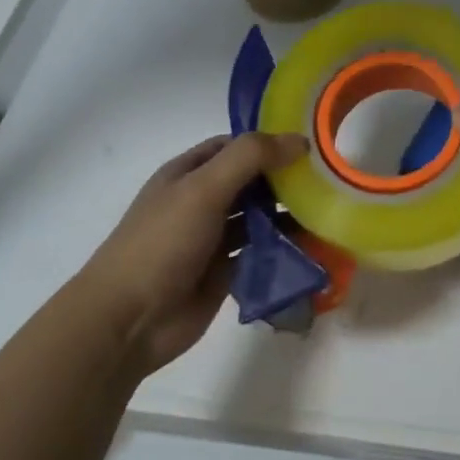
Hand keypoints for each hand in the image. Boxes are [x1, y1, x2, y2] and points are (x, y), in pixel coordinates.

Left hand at [81, 132, 306, 372]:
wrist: (130, 318)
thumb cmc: (163, 243)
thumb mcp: (204, 188)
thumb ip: (249, 158)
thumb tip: (300, 140)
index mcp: (188, 173)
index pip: (234, 147)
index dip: (268, 143)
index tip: (309, 147)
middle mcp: (201, 201)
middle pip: (250, 182)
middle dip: (284, 180)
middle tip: (328, 181)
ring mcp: (212, 239)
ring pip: (258, 219)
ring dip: (287, 216)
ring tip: (327, 213)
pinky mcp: (225, 273)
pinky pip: (260, 253)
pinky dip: (283, 249)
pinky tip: (313, 247)